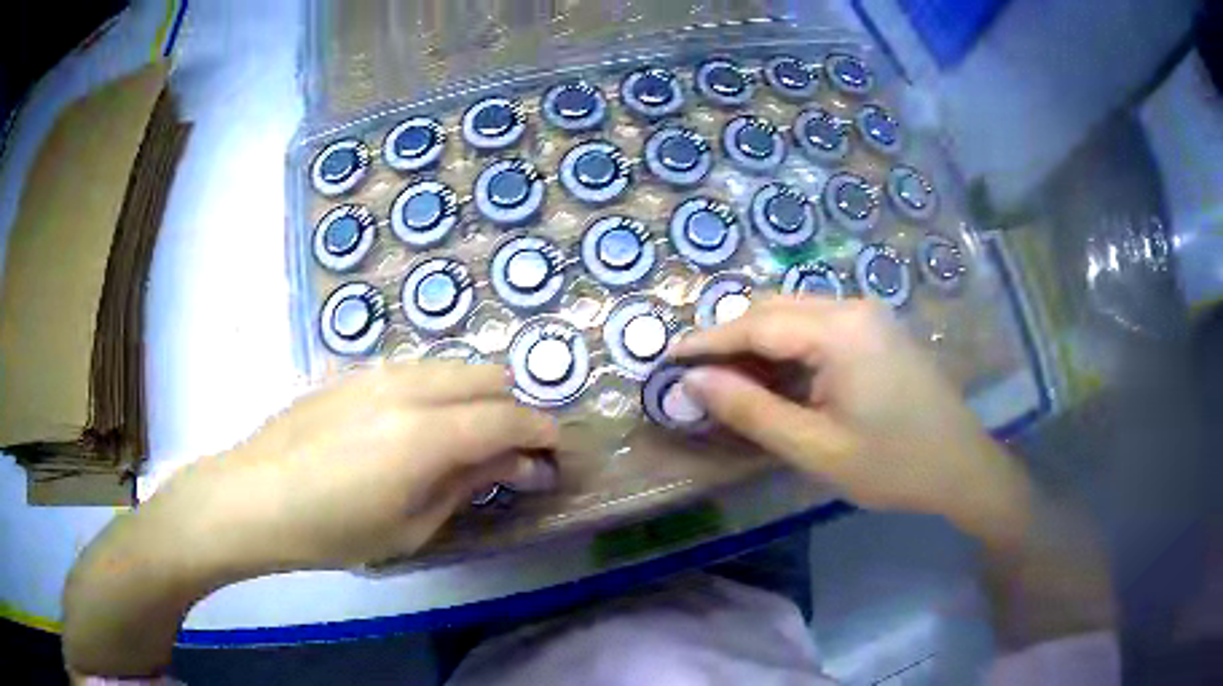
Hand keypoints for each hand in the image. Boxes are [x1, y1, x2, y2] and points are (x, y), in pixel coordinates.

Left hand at [140, 361, 558, 571]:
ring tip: (467, 442)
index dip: (542, 434)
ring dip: (477, 397)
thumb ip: (468, 482)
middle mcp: (409, 387)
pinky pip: (418, 370)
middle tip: (511, 455)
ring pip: (453, 367)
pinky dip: (440, 392)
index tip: (555, 456)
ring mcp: (378, 372)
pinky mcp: (354, 372)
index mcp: (426, 433)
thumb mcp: (411, 525)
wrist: (252, 496)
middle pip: (488, 377)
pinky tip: (418, 429)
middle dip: (514, 410)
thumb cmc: (332, 530)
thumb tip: (519, 463)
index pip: (509, 417)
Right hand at [672, 296, 1029, 538]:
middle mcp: (852, 307)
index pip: (755, 325)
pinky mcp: (878, 330)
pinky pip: (820, 325)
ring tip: (732, 381)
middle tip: (697, 376)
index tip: (667, 358)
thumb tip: (693, 382)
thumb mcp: (815, 448)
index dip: (706, 342)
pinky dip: (789, 346)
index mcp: (838, 330)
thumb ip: (751, 411)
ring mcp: (870, 315)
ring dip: (759, 341)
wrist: (962, 466)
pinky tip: (781, 378)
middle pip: (774, 309)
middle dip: (730, 338)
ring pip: (796, 314)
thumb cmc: (892, 465)